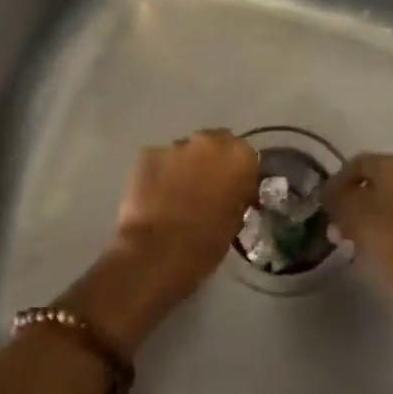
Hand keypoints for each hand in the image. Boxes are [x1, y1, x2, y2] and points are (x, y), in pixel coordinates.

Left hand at [62, 130, 258, 354]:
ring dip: (185, 167)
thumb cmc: (206, 243)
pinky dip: (160, 174)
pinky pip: (159, 161)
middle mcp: (208, 141)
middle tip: (206, 188)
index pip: (245, 155)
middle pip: (214, 144)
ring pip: (185, 152)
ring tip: (177, 194)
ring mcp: (174, 145)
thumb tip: (233, 192)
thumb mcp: (236, 221)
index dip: (239, 172)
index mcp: (238, 156)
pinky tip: (156, 196)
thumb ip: (237, 196)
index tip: (234, 189)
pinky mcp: (147, 154)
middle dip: (211, 162)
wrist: (158, 252)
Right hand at [318, 153, 392, 361]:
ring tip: (357, 244)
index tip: (324, 206)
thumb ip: (338, 200)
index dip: (336, 182)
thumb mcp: (355, 219)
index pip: (358, 164)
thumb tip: (332, 194)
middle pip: (378, 183)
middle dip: (355, 203)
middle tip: (338, 228)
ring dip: (373, 218)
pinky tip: (385, 253)